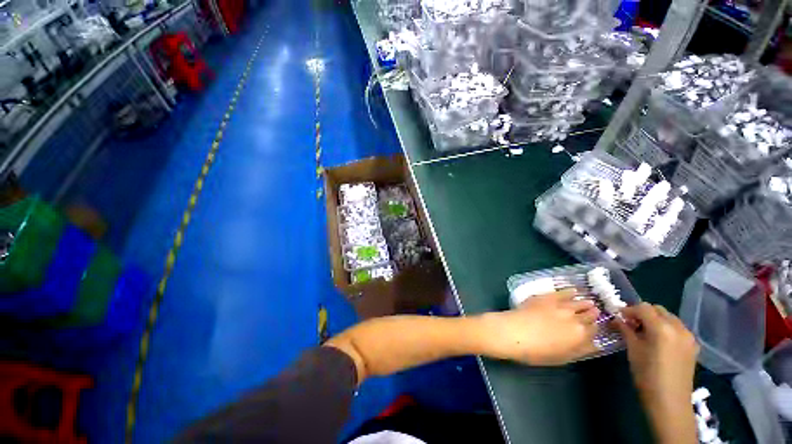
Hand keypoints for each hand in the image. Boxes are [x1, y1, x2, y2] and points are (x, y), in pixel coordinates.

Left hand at [479, 289, 600, 365]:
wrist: (514, 332)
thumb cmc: (537, 351)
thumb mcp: (562, 357)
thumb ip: (580, 350)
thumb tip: (594, 345)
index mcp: (580, 336)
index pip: (594, 330)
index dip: (594, 329)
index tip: (594, 328)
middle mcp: (575, 318)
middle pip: (589, 315)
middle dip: (592, 315)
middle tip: (595, 313)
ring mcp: (560, 306)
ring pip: (579, 303)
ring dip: (585, 303)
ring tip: (589, 302)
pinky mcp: (547, 297)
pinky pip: (563, 292)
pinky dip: (570, 292)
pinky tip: (574, 290)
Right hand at [615, 303, 698, 443]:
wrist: (670, 402)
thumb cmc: (647, 376)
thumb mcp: (633, 350)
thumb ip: (626, 330)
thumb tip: (617, 319)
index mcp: (662, 328)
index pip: (643, 307)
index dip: (629, 310)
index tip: (619, 317)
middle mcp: (678, 327)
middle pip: (658, 310)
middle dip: (643, 313)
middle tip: (630, 324)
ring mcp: (688, 336)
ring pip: (669, 317)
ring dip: (655, 320)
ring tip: (644, 333)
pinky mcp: (693, 346)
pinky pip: (677, 328)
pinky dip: (666, 328)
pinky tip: (658, 341)